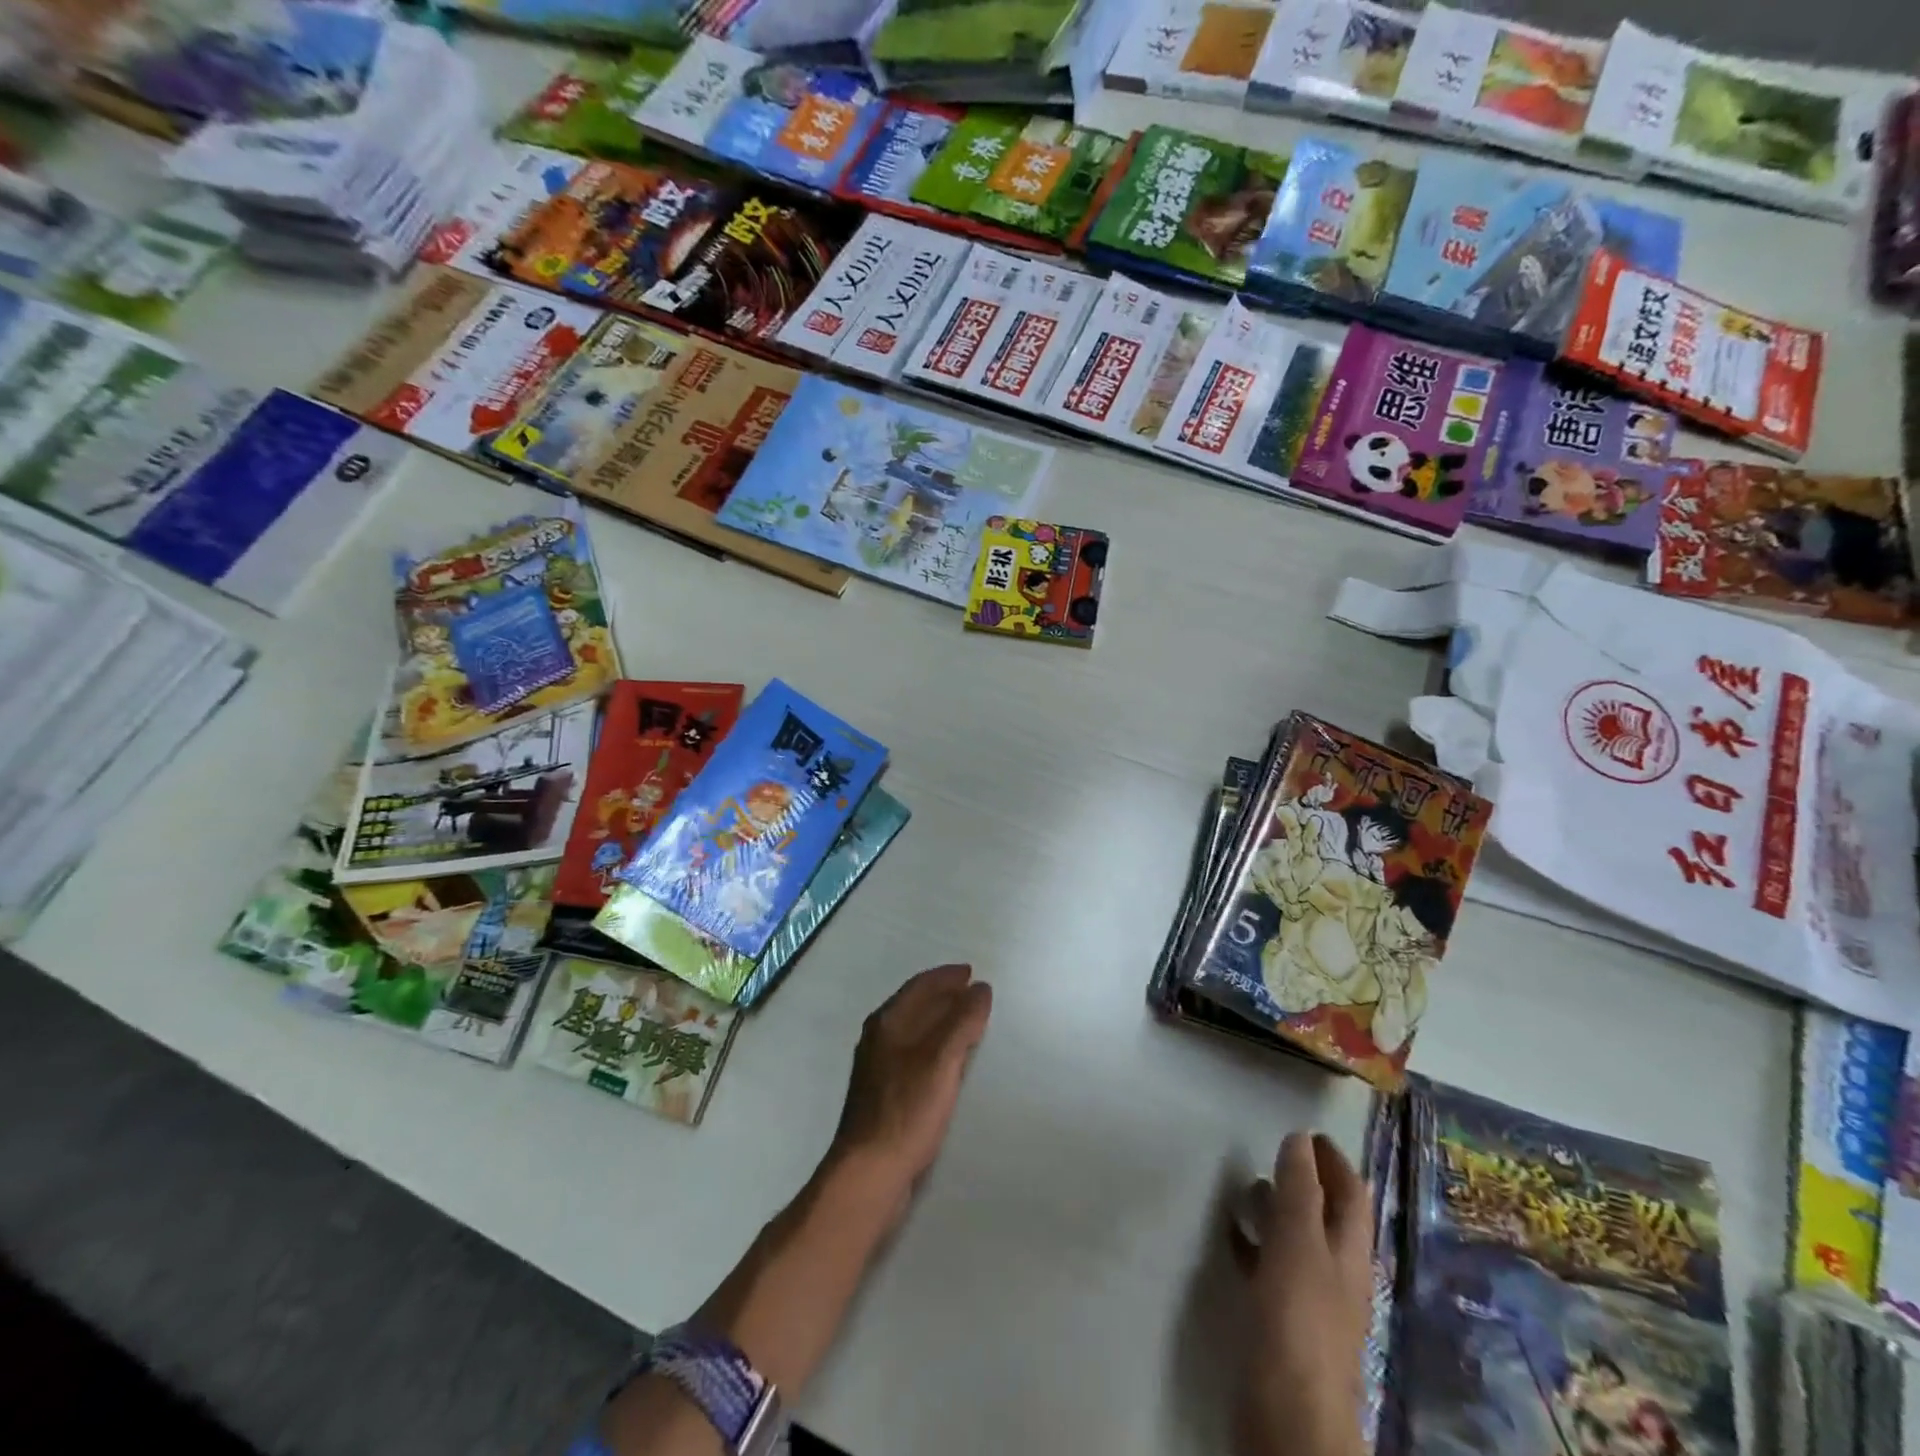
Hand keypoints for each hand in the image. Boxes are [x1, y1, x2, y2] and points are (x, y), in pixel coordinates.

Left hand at [826, 964, 992, 1224]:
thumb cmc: (906, 1109)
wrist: (869, 1172)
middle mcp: (879, 1038)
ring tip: (965, 1021)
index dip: (946, 977)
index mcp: (887, 1023)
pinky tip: (946, 1061)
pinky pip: (914, 1054)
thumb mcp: (941, 1060)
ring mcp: (878, 1067)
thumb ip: (962, 1021)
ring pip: (913, 1031)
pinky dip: (934, 1045)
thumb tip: (980, 989)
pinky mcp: (884, 1094)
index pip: (919, 986)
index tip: (970, 972)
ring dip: (939, 1020)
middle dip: (943, 995)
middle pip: (914, 1006)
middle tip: (972, 992)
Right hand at [1233, 1132, 1373, 1455]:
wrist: (1288, 1414)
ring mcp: (1311, 1300)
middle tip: (1275, 1153)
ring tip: (1247, 1186)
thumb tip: (1300, 1138)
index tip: (1311, 1133)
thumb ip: (1299, 1191)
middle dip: (1306, 1183)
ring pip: (1297, 1241)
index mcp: (1349, 1253)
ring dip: (1277, 1210)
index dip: (1335, 1162)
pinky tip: (1232, 1237)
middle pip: (1327, 1217)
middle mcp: (1336, 1273)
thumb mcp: (1298, 1243)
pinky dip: (1255, 1244)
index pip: (1352, 1195)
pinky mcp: (1282, 1322)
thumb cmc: (1297, 1319)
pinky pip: (1270, 1268)